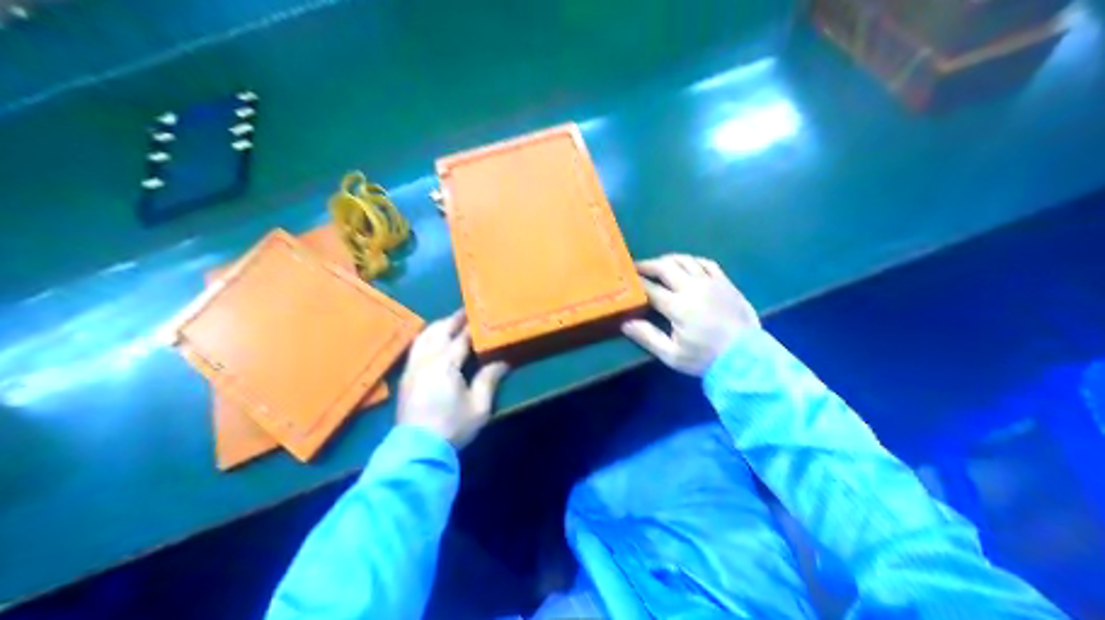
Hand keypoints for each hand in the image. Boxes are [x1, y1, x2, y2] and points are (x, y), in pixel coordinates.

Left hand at [398, 314, 507, 446]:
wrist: (418, 448)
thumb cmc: (452, 426)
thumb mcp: (479, 406)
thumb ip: (489, 380)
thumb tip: (502, 362)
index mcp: (446, 363)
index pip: (461, 337)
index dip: (472, 325)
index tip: (482, 315)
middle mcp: (426, 359)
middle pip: (439, 331)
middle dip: (453, 320)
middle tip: (467, 312)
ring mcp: (412, 367)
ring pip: (424, 337)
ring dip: (438, 327)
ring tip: (450, 323)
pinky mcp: (405, 377)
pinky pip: (416, 348)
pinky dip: (426, 338)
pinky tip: (432, 341)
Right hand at [621, 251, 760, 378]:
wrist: (746, 357)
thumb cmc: (705, 359)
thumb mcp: (673, 355)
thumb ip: (648, 337)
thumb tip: (626, 322)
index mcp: (678, 306)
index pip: (650, 288)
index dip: (636, 282)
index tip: (625, 280)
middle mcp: (693, 288)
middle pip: (666, 267)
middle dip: (648, 265)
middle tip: (636, 267)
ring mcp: (712, 282)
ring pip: (686, 261)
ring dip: (668, 260)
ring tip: (658, 264)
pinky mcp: (725, 282)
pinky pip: (706, 263)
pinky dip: (692, 261)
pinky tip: (686, 265)